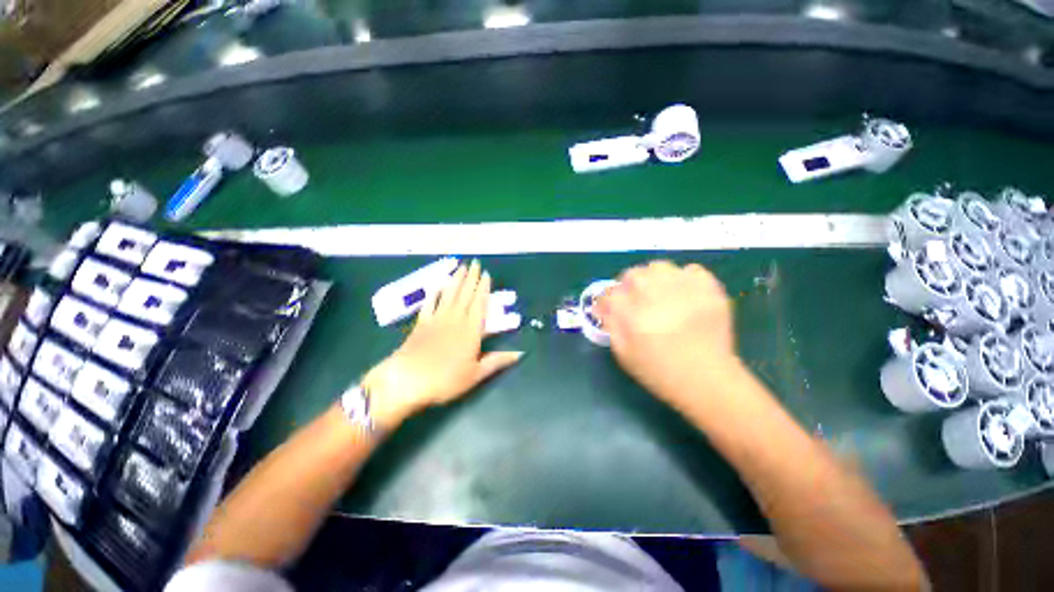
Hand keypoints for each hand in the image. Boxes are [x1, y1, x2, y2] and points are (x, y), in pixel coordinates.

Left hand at [363, 260, 522, 429]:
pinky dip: (434, 293)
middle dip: (471, 278)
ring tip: (461, 267)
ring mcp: (437, 320)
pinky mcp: (421, 324)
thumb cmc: (446, 380)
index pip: (480, 304)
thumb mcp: (476, 374)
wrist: (407, 381)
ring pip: (449, 295)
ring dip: (456, 280)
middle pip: (465, 294)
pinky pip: (430, 304)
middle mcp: (455, 320)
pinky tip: (437, 285)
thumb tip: (521, 354)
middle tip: (475, 262)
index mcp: (471, 330)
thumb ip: (498, 361)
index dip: (484, 288)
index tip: (486, 274)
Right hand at [595, 260, 741, 408]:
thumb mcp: (624, 354)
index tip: (610, 306)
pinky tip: (683, 293)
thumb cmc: (659, 371)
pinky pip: (691, 270)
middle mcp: (656, 297)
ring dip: (653, 278)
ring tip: (659, 293)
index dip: (608, 300)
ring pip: (659, 267)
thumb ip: (611, 324)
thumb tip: (604, 305)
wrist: (708, 380)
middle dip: (628, 286)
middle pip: (633, 275)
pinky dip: (683, 278)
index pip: (610, 294)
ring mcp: (685, 291)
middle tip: (635, 300)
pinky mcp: (709, 290)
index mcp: (633, 317)